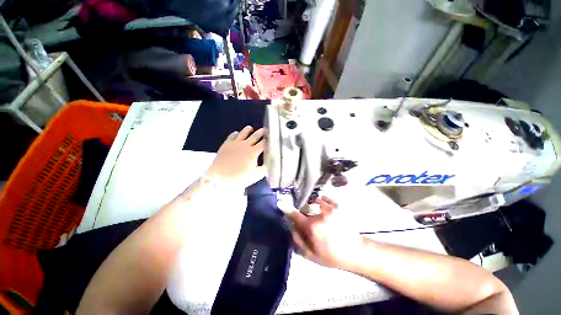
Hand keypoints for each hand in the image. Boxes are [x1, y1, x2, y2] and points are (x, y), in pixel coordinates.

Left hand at [205, 126, 265, 187]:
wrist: (218, 177)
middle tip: (264, 129)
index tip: (272, 137)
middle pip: (255, 136)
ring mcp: (234, 143)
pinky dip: (235, 133)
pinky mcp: (226, 144)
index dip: (268, 140)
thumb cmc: (238, 178)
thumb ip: (264, 169)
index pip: (263, 144)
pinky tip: (236, 133)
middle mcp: (245, 145)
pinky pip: (232, 136)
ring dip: (248, 130)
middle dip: (261, 132)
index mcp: (253, 152)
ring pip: (243, 133)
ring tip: (250, 128)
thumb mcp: (254, 176)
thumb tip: (270, 164)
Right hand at [286, 196, 364, 269]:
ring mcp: (330, 208)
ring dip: (313, 206)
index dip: (287, 209)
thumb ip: (298, 240)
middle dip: (304, 211)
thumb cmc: (332, 256)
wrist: (356, 252)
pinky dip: (322, 202)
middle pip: (305, 206)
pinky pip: (324, 198)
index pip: (295, 215)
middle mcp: (320, 214)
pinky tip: (326, 210)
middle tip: (309, 219)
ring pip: (315, 201)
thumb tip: (290, 227)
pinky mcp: (338, 205)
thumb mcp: (312, 255)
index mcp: (312, 227)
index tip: (280, 203)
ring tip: (319, 214)